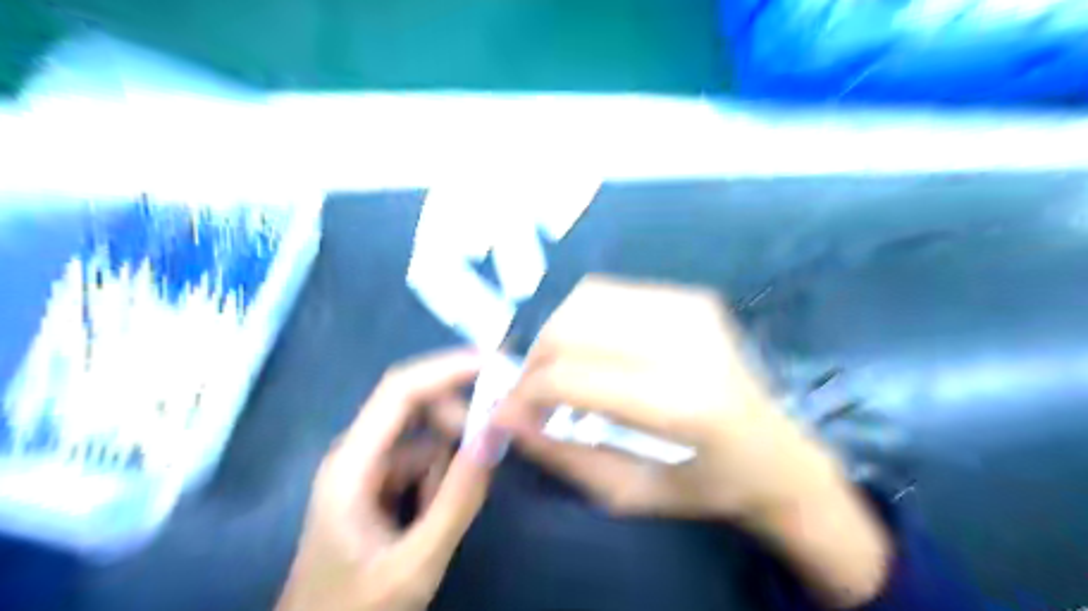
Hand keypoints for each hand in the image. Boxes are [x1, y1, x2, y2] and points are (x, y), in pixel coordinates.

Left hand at [278, 350, 504, 610]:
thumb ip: (458, 499)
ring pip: (427, 439)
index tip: (497, 362)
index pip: (401, 389)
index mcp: (351, 463)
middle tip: (493, 447)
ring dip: (450, 464)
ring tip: (443, 518)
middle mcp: (358, 453)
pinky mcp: (381, 485)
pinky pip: (425, 463)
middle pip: (417, 407)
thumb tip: (496, 434)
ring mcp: (369, 469)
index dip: (448, 367)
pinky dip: (442, 481)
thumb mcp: (415, 562)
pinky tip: (433, 521)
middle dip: (457, 423)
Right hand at [493, 276, 891, 606]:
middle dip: (535, 359)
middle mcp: (687, 342)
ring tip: (557, 370)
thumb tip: (508, 418)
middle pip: (573, 327)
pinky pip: (612, 293)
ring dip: (557, 334)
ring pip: (587, 299)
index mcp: (681, 403)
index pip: (572, 377)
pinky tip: (592, 349)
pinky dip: (585, 318)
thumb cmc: (709, 485)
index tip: (509, 412)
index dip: (526, 393)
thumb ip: (563, 456)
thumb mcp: (631, 493)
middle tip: (531, 391)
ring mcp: (692, 310)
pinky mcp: (692, 298)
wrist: (778, 453)